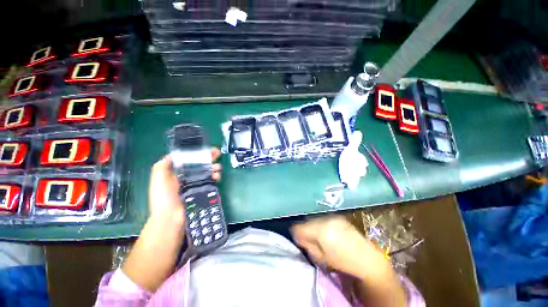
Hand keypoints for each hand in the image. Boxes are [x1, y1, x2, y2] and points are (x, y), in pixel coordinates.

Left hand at [148, 148, 221, 220]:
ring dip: (214, 167)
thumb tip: (173, 154)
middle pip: (201, 164)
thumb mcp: (158, 178)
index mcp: (177, 172)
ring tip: (217, 167)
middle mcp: (188, 176)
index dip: (198, 152)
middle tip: (217, 153)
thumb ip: (162, 165)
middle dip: (209, 157)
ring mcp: (196, 184)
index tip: (205, 148)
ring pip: (208, 172)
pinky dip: (216, 177)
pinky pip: (211, 181)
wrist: (171, 218)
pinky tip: (217, 176)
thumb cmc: (163, 197)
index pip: (189, 159)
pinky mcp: (203, 190)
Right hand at [291, 217, 407, 306]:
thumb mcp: (321, 257)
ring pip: (315, 219)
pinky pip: (323, 218)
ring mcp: (333, 216)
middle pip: (307, 221)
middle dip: (305, 229)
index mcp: (321, 231)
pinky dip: (321, 224)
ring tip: (319, 237)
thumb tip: (298, 236)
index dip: (296, 233)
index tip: (298, 239)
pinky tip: (327, 232)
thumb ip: (307, 244)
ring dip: (313, 226)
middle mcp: (326, 219)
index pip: (300, 227)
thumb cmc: (343, 262)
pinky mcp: (338, 217)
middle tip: (308, 240)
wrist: (367, 258)